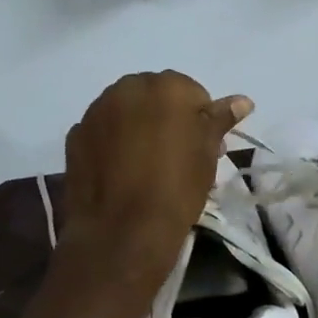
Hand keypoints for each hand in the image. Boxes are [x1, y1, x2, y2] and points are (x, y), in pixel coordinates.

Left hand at [61, 71, 249, 287]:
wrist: (122, 231)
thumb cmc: (176, 188)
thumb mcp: (207, 155)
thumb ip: (220, 120)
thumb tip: (243, 100)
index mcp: (166, 87)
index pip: (192, 93)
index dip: (200, 122)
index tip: (202, 150)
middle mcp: (127, 88)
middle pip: (155, 96)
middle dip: (167, 119)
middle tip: (177, 157)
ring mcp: (96, 111)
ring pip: (126, 112)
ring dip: (138, 128)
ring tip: (147, 166)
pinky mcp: (75, 136)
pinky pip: (103, 132)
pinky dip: (113, 143)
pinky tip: (121, 172)